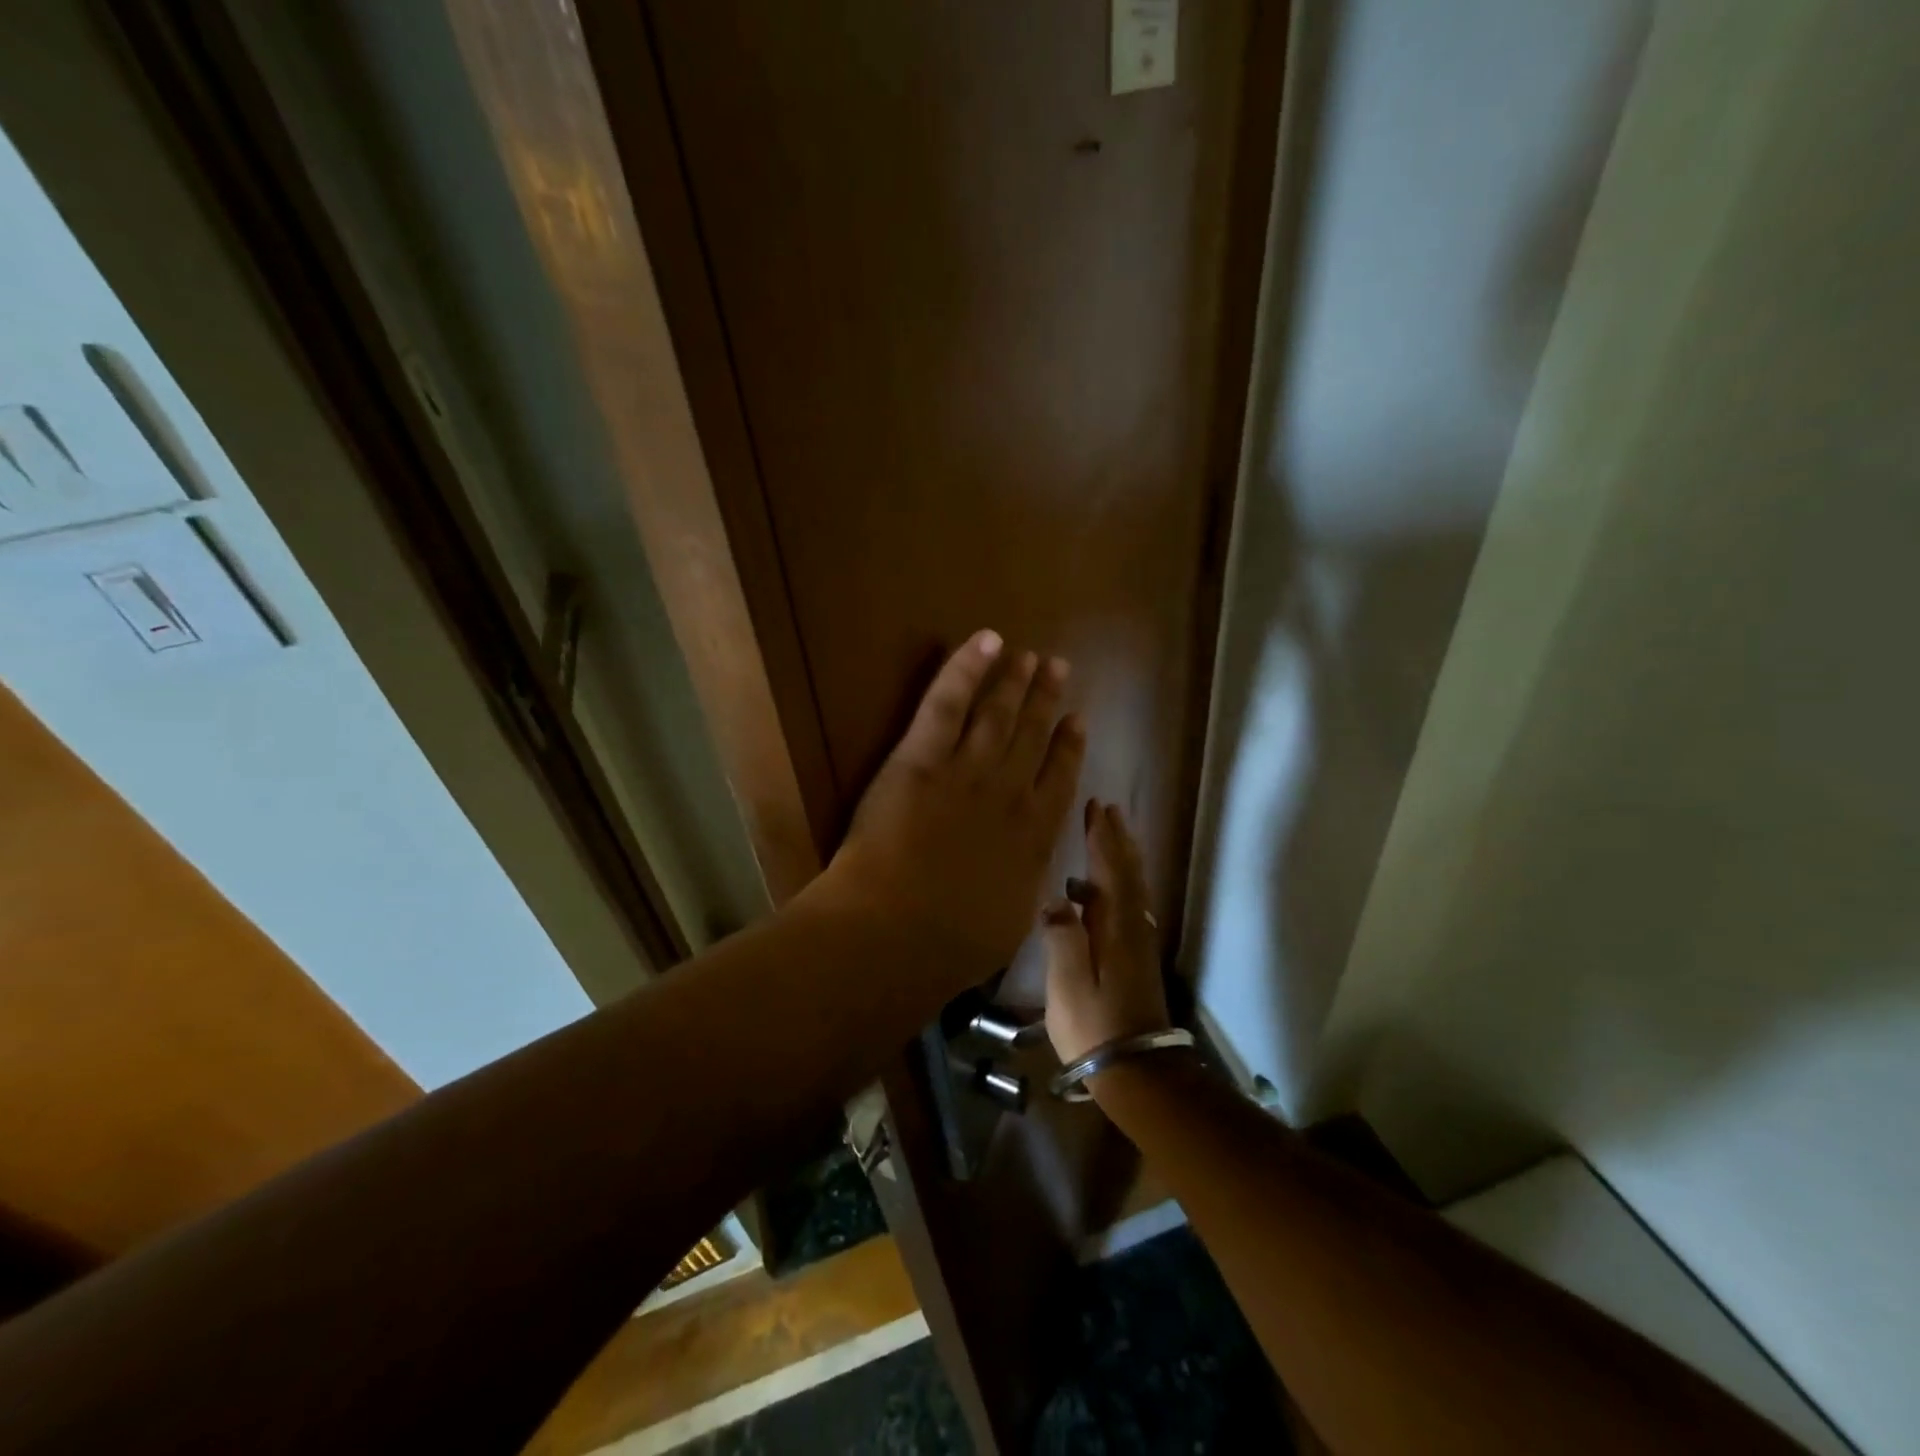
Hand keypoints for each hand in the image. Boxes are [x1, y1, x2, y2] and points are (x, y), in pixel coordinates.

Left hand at [814, 630, 1085, 975]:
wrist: (898, 931)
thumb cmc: (952, 943)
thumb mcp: (1008, 924)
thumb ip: (1021, 890)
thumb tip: (1026, 879)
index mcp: (1033, 837)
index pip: (1058, 780)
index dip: (1069, 747)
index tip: (1077, 721)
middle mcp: (1009, 793)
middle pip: (1032, 737)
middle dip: (1046, 700)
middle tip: (1058, 668)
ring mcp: (966, 770)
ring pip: (998, 714)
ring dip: (1015, 682)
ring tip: (1030, 656)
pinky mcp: (922, 757)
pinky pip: (948, 702)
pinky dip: (967, 668)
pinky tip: (987, 640)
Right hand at [1042, 801, 1170, 1067]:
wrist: (1136, 1070)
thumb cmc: (1095, 1025)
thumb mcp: (1068, 983)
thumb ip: (1062, 937)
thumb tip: (1056, 899)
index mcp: (1116, 926)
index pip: (1110, 870)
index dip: (1103, 838)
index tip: (1097, 807)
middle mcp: (1133, 926)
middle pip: (1128, 873)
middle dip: (1117, 840)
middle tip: (1108, 810)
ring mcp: (1138, 942)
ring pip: (1133, 887)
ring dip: (1123, 857)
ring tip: (1111, 835)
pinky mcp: (1136, 957)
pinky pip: (1130, 904)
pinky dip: (1121, 883)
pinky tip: (1104, 890)